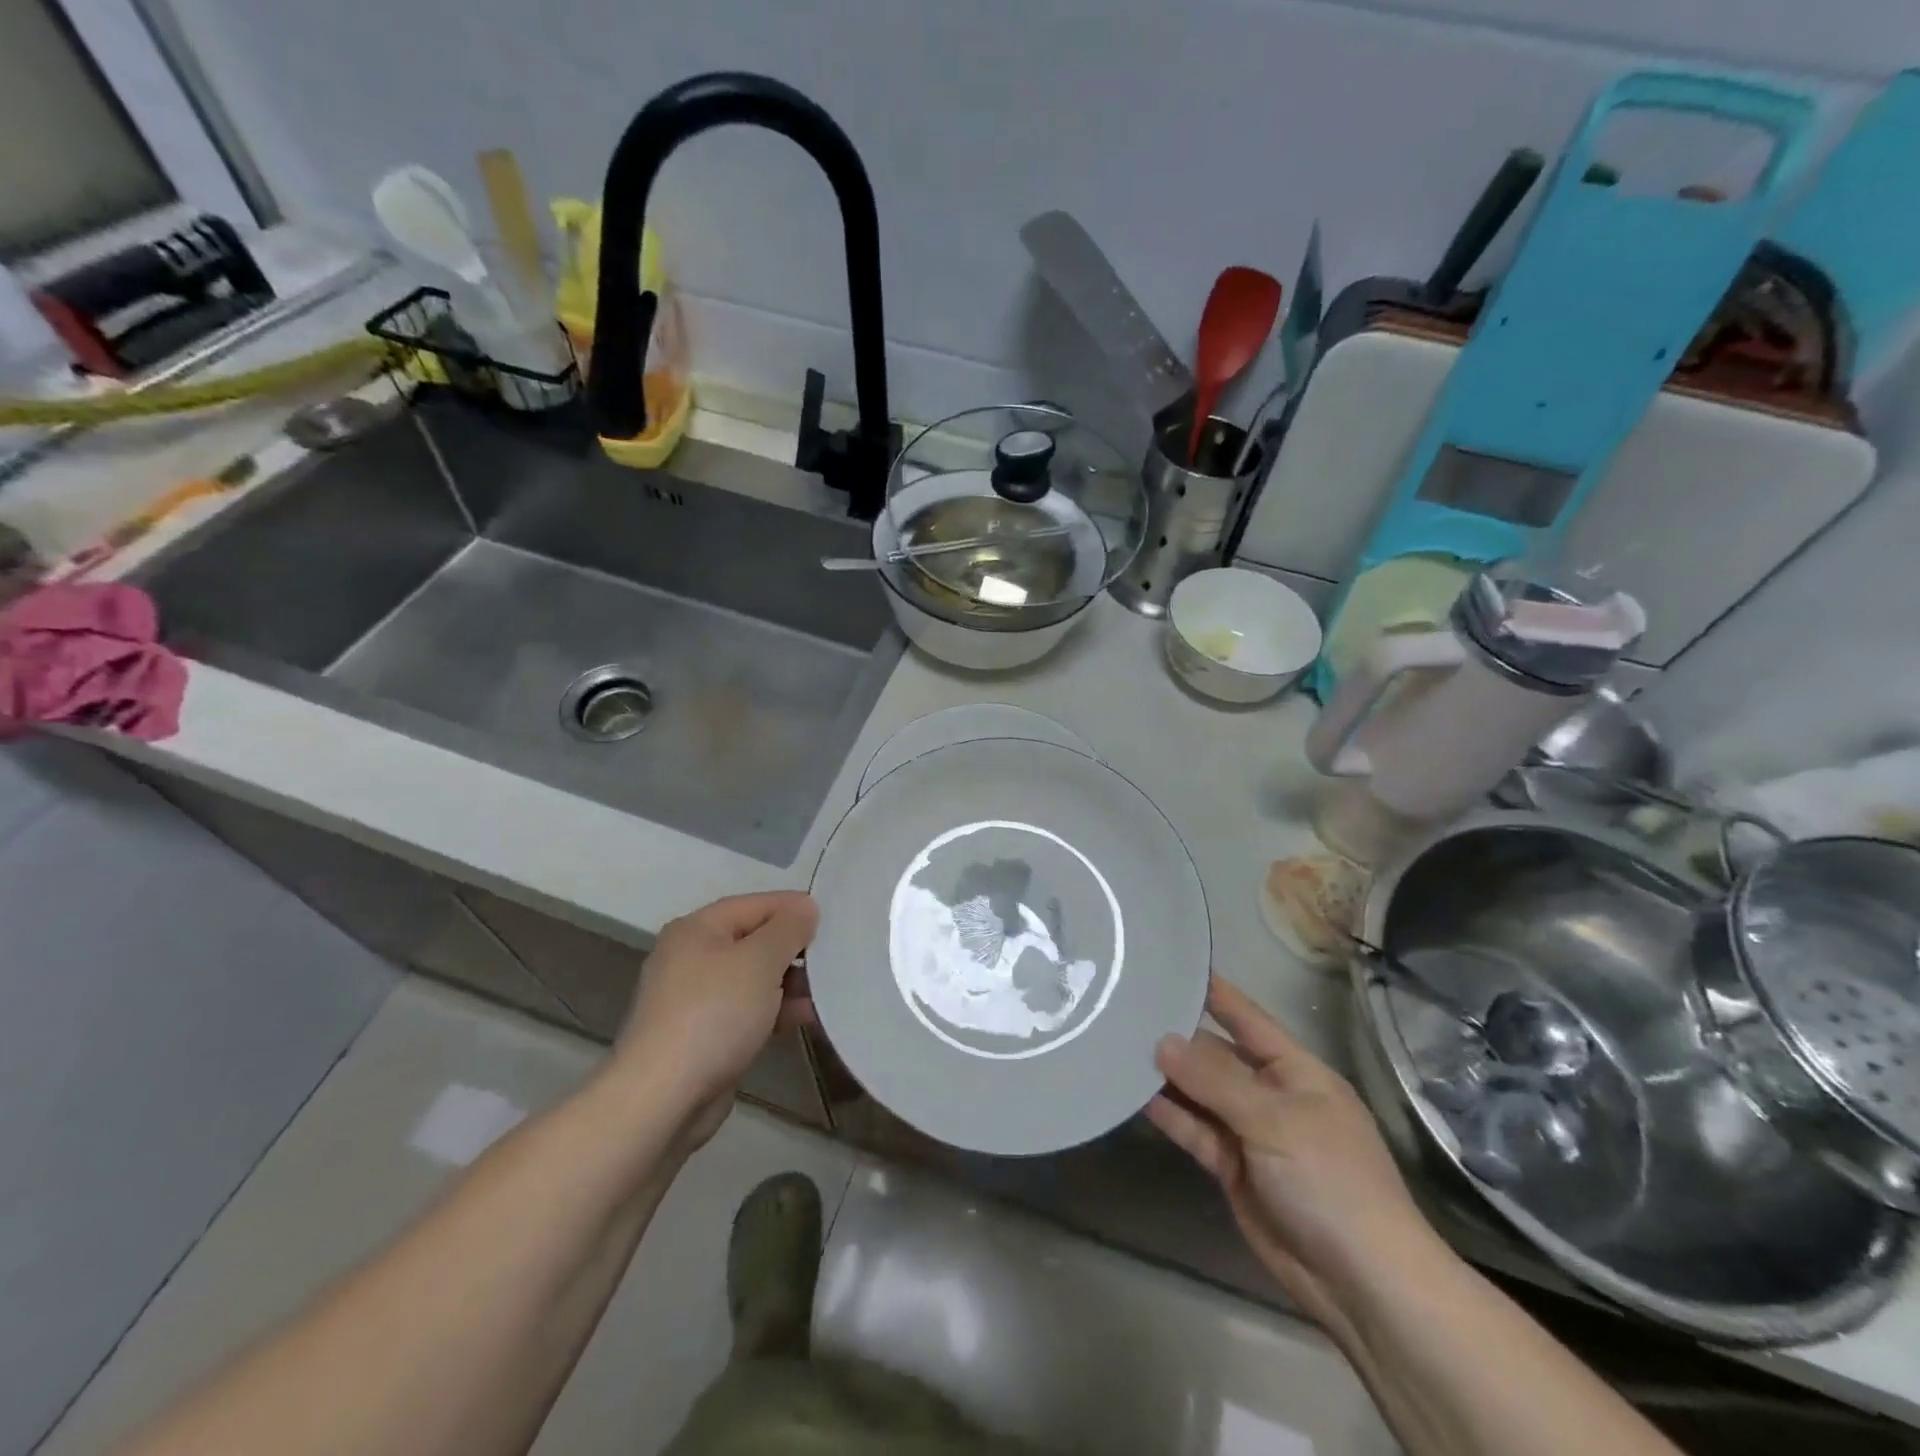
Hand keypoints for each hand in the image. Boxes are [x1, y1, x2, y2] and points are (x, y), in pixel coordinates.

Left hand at [614, 892, 817, 1148]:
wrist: (662, 1098)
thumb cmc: (714, 1014)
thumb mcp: (759, 961)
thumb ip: (788, 928)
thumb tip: (806, 907)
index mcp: (697, 929)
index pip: (755, 905)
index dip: (794, 909)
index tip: (833, 921)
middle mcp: (692, 957)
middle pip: (754, 940)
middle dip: (794, 949)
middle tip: (834, 959)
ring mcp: (695, 999)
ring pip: (753, 978)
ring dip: (790, 983)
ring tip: (827, 992)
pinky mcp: (703, 1035)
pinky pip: (747, 1010)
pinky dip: (775, 1010)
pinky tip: (805, 1018)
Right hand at [1148, 976, 1441, 1330]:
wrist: (1362, 1284)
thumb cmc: (1330, 1180)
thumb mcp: (1274, 1120)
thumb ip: (1215, 1079)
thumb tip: (1161, 1040)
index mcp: (1296, 1070)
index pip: (1247, 1017)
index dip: (1213, 992)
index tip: (1170, 964)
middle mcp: (1270, 1093)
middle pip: (1217, 1054)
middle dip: (1177, 1034)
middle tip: (1124, 1008)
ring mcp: (1250, 1132)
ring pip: (1201, 1093)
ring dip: (1167, 1075)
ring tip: (1118, 1045)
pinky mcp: (1233, 1168)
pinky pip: (1196, 1131)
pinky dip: (1170, 1115)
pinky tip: (1134, 1095)